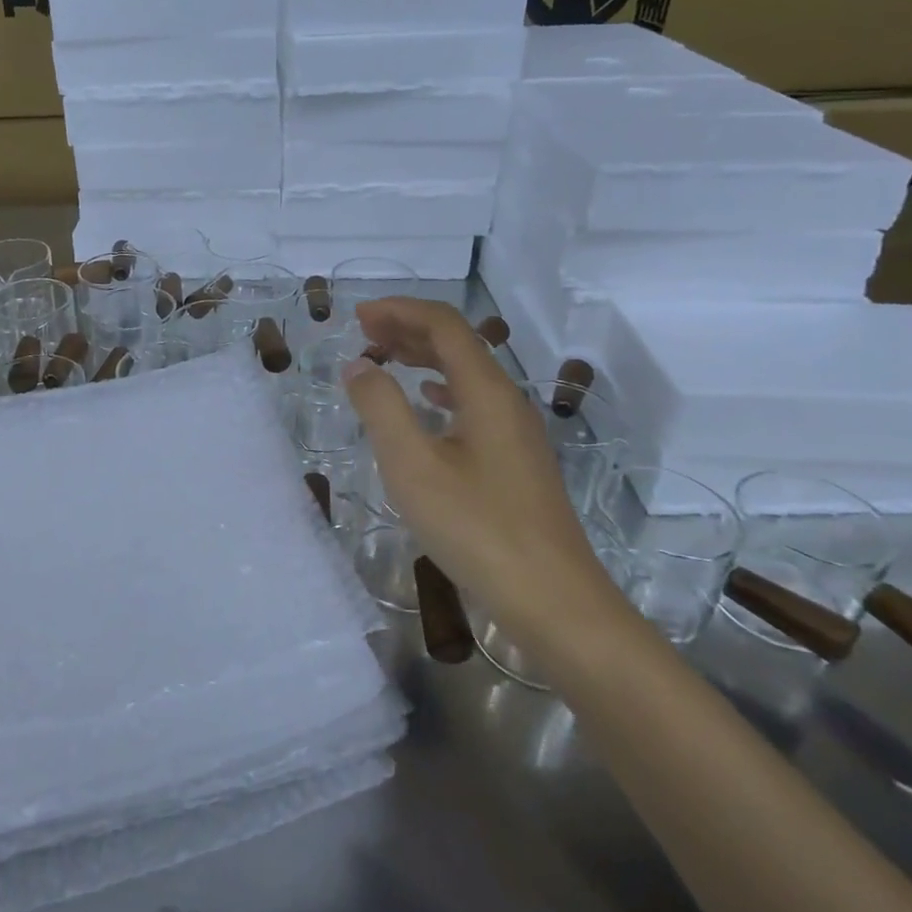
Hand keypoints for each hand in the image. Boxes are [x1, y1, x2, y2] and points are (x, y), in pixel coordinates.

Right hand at [342, 298, 633, 643]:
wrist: (553, 601)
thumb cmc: (477, 529)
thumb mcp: (413, 466)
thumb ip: (381, 408)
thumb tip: (359, 365)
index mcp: (487, 392)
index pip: (444, 325)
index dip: (400, 310)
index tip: (358, 316)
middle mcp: (507, 401)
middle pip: (459, 344)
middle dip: (410, 329)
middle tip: (364, 333)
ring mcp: (517, 432)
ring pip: (468, 374)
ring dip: (424, 358)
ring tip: (385, 360)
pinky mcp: (516, 461)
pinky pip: (475, 404)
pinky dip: (442, 390)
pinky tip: (428, 403)